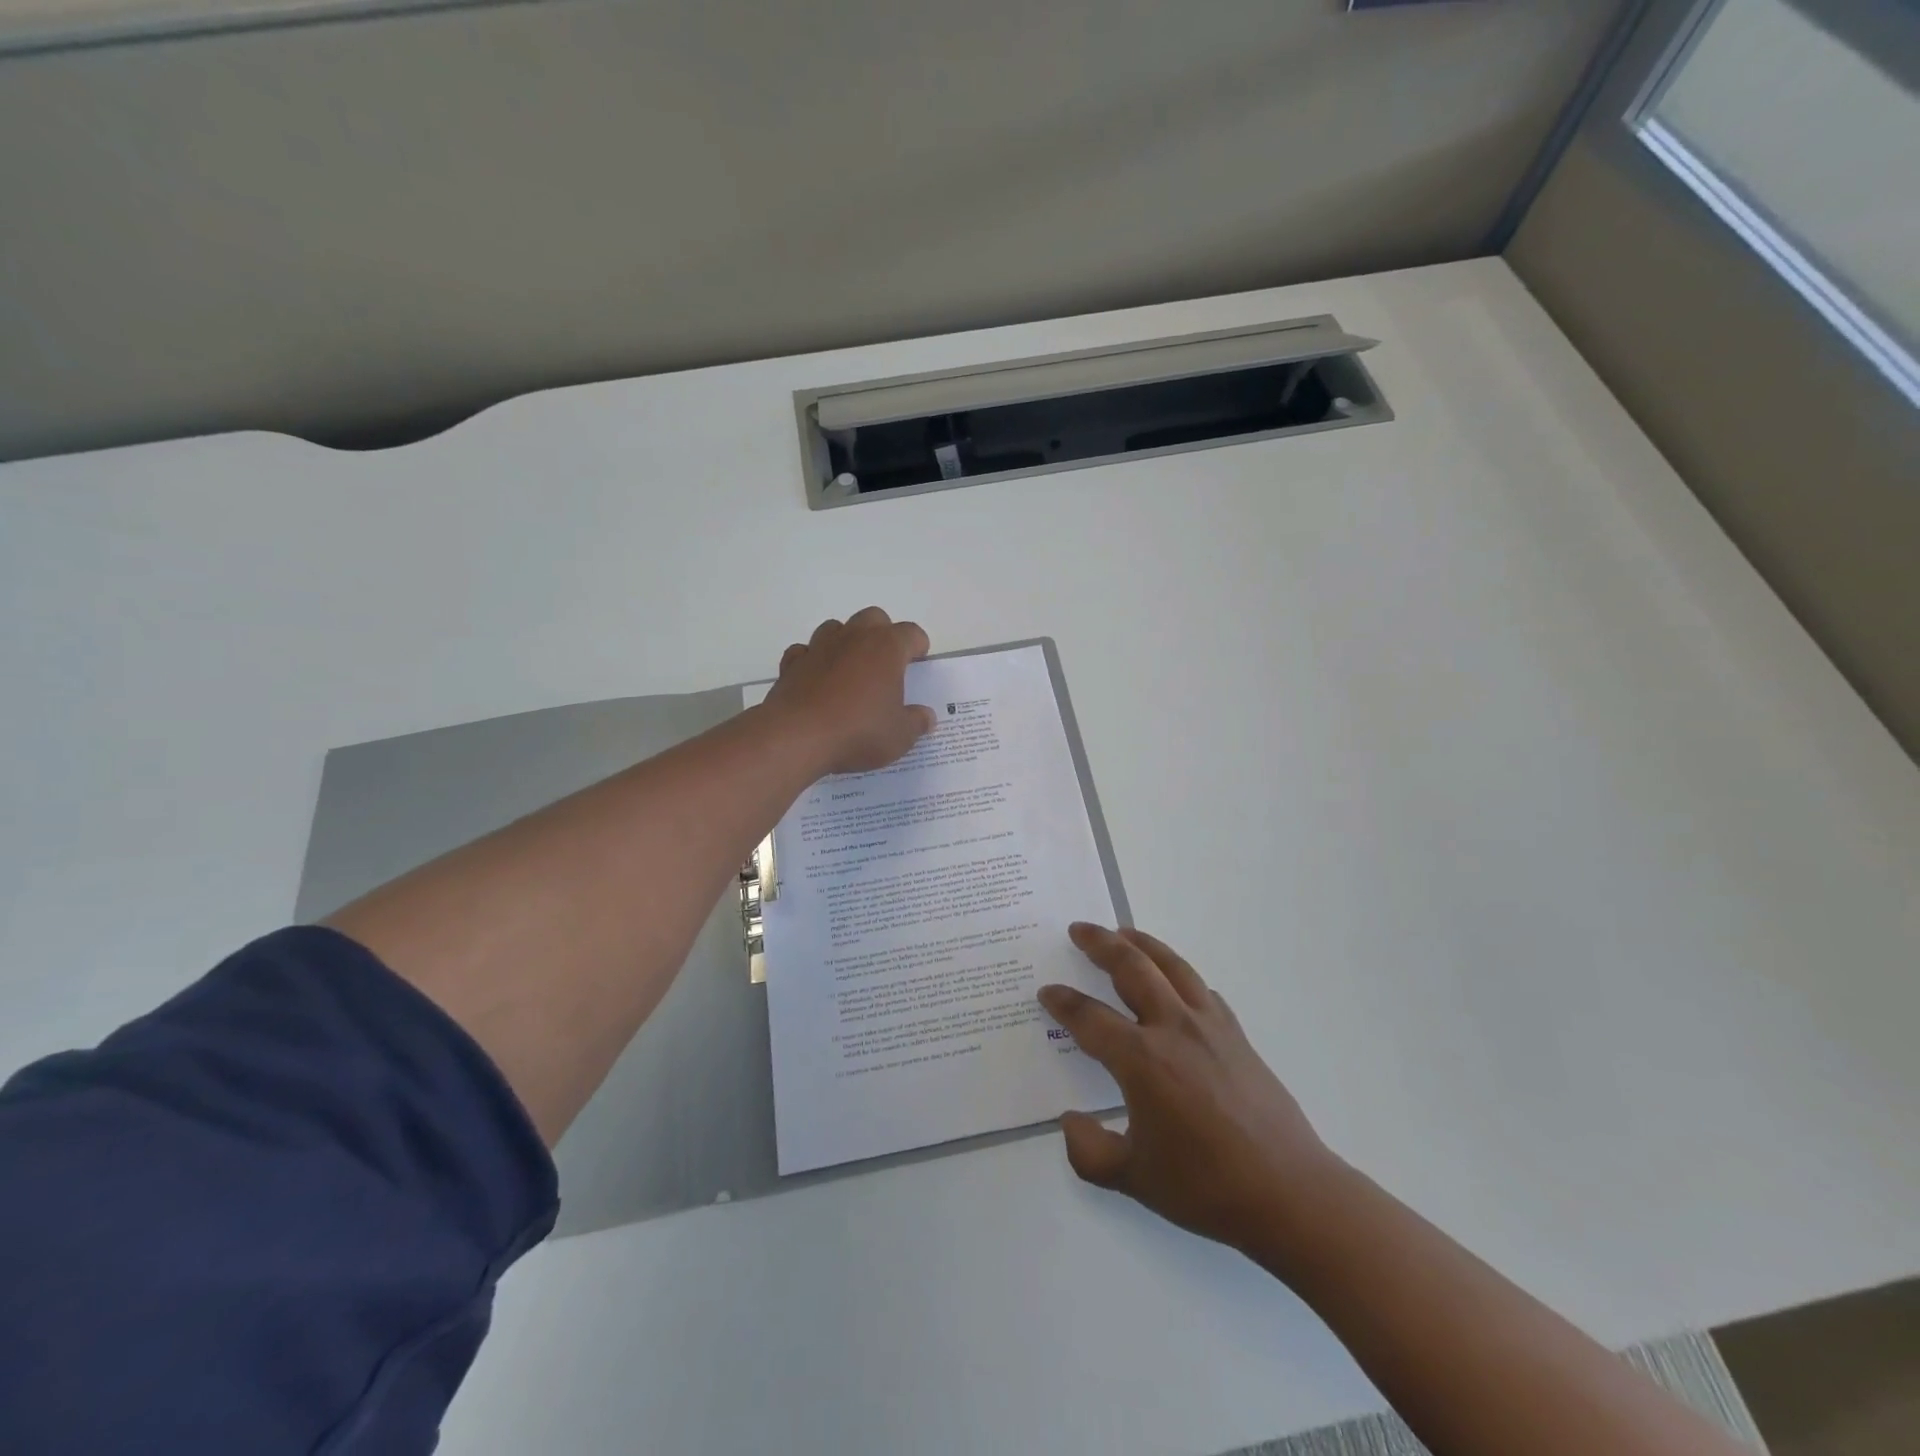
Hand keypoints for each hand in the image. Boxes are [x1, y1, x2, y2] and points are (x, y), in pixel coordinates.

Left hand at [763, 607, 937, 774]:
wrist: (797, 737)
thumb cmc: (859, 731)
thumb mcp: (900, 736)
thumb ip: (917, 722)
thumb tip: (927, 716)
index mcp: (886, 647)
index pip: (911, 633)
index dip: (919, 647)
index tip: (919, 663)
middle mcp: (853, 637)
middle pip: (873, 618)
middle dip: (883, 634)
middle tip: (887, 664)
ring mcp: (819, 647)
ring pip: (836, 628)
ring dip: (846, 642)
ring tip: (851, 670)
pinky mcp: (792, 664)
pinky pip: (805, 651)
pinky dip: (813, 661)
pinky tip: (818, 681)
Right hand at [1038, 923, 1342, 1253]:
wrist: (1290, 1193)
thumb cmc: (1206, 1187)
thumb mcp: (1134, 1179)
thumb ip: (1089, 1152)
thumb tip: (1070, 1121)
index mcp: (1142, 1060)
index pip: (1090, 1018)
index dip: (1064, 1003)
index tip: (1047, 991)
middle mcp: (1174, 1029)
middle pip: (1132, 969)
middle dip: (1100, 944)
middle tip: (1079, 928)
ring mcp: (1210, 1027)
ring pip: (1171, 966)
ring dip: (1143, 944)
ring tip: (1123, 932)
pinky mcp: (1236, 1035)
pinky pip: (1202, 990)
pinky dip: (1180, 975)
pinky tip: (1176, 982)